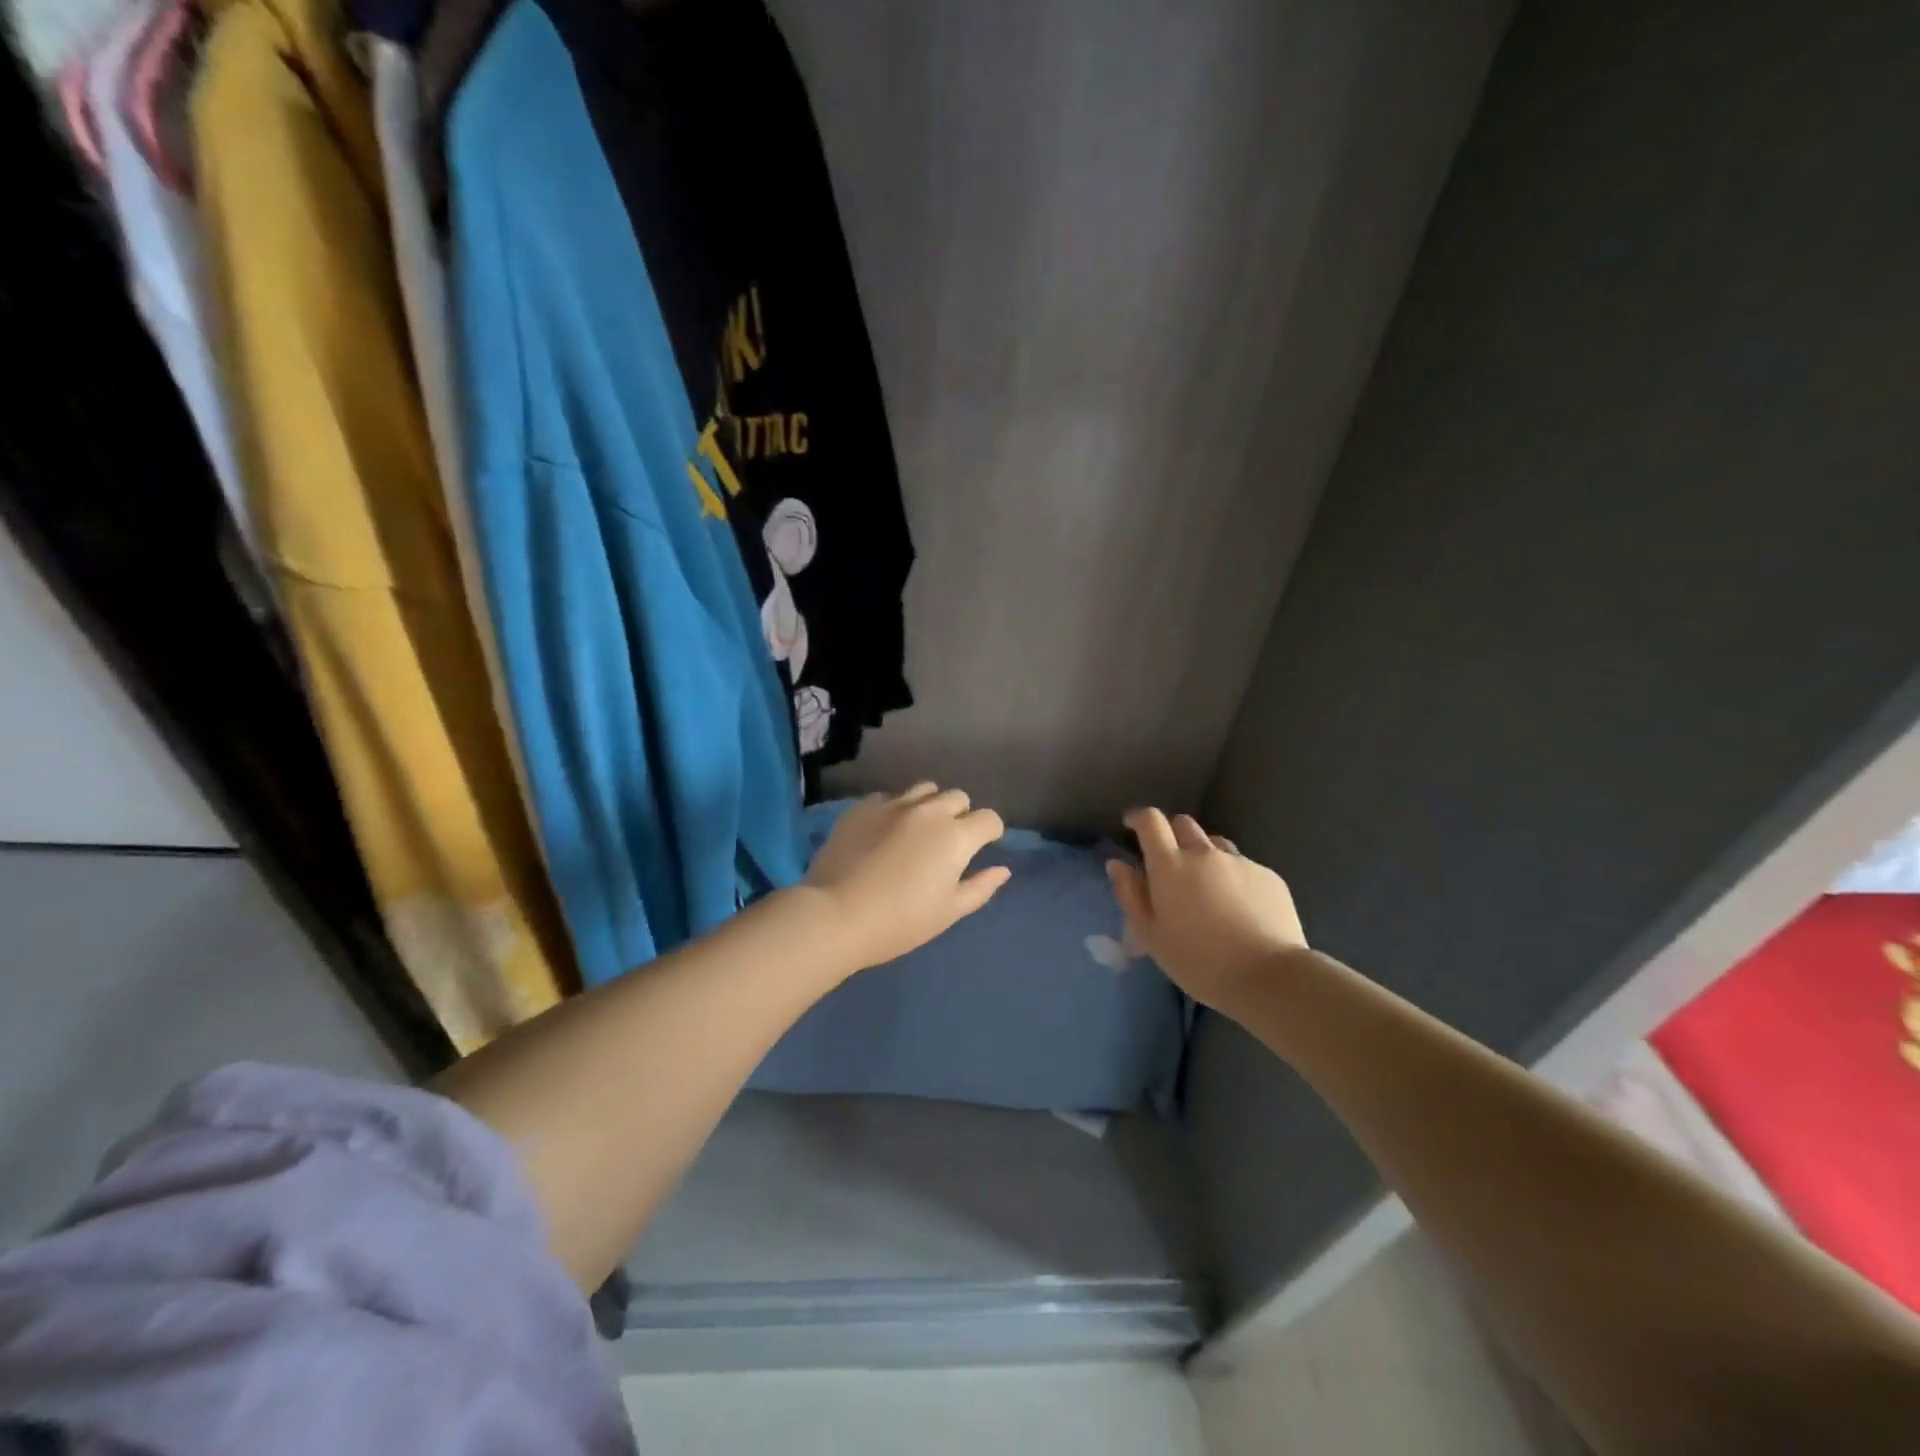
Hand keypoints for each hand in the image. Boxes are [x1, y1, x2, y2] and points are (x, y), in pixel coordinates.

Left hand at [802, 784, 1009, 970]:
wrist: (835, 915)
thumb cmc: (900, 921)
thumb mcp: (948, 912)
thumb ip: (980, 887)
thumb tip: (1002, 870)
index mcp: (955, 836)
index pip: (988, 819)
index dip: (991, 833)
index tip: (983, 847)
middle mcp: (928, 811)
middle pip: (957, 797)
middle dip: (961, 815)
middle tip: (948, 842)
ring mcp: (892, 805)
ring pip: (924, 789)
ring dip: (930, 805)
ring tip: (919, 829)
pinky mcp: (862, 807)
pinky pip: (889, 797)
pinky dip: (896, 809)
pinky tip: (884, 832)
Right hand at [1107, 808, 1306, 1012]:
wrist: (1268, 977)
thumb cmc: (1198, 961)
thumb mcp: (1150, 935)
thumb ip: (1130, 894)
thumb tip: (1117, 864)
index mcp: (1170, 865)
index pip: (1150, 821)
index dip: (1138, 818)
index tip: (1131, 826)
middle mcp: (1204, 853)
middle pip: (1183, 823)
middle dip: (1171, 835)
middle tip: (1169, 863)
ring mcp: (1240, 862)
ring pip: (1215, 843)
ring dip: (1203, 854)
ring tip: (1206, 886)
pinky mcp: (1268, 875)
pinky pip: (1243, 865)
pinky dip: (1232, 876)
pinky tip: (1238, 906)